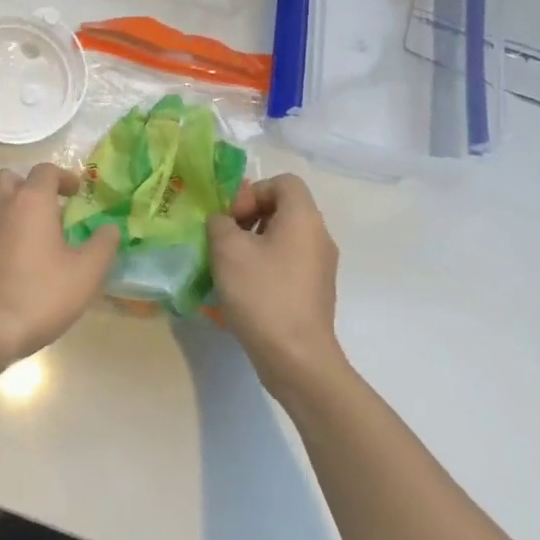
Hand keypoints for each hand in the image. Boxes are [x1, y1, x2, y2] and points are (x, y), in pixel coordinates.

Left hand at [0, 165, 120, 367]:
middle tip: (47, 208)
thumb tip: (110, 228)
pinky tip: (7, 254)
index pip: (45, 171)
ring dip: (5, 204)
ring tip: (23, 227)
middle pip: (8, 178)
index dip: (63, 177)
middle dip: (28, 186)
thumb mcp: (86, 273)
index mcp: (31, 202)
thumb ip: (103, 245)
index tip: (76, 193)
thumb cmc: (41, 295)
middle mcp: (0, 205)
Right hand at [208, 174, 343, 395]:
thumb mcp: (227, 249)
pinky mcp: (315, 292)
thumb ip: (219, 223)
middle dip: (248, 218)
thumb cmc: (262, 293)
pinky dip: (265, 267)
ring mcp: (320, 267)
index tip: (232, 218)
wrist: (296, 358)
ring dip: (253, 244)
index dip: (253, 191)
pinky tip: (243, 291)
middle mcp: (319, 237)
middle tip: (224, 240)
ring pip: (283, 238)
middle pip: (283, 209)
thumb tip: (223, 222)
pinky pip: (287, 264)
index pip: (283, 182)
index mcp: (303, 218)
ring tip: (228, 267)